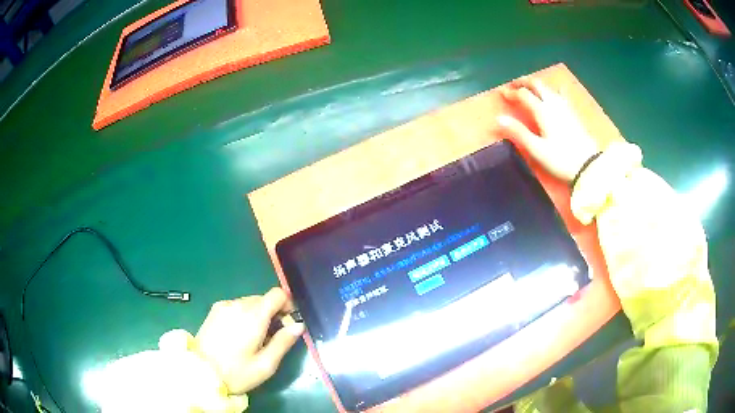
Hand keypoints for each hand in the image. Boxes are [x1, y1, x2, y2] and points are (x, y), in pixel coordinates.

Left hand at [195, 288, 303, 394]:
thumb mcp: (266, 365)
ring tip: (254, 339)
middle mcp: (238, 304)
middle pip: (264, 299)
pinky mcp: (214, 310)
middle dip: (273, 313)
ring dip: (258, 315)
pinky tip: (238, 335)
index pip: (277, 294)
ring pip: (250, 302)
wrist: (199, 373)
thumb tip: (298, 325)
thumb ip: (283, 342)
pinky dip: (244, 315)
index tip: (288, 323)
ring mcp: (223, 306)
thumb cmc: (236, 373)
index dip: (287, 305)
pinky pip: (236, 306)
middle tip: (271, 337)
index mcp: (253, 316)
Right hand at [497, 78, 598, 182]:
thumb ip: (518, 132)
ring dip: (537, 84)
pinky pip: (561, 95)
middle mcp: (554, 104)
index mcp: (543, 111)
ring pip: (549, 88)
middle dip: (523, 82)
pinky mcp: (574, 114)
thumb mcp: (537, 149)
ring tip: (530, 88)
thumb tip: (499, 118)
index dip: (512, 93)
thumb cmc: (560, 159)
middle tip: (514, 84)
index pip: (524, 94)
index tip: (502, 94)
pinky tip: (556, 92)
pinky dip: (553, 90)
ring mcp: (565, 107)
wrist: (588, 166)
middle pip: (537, 84)